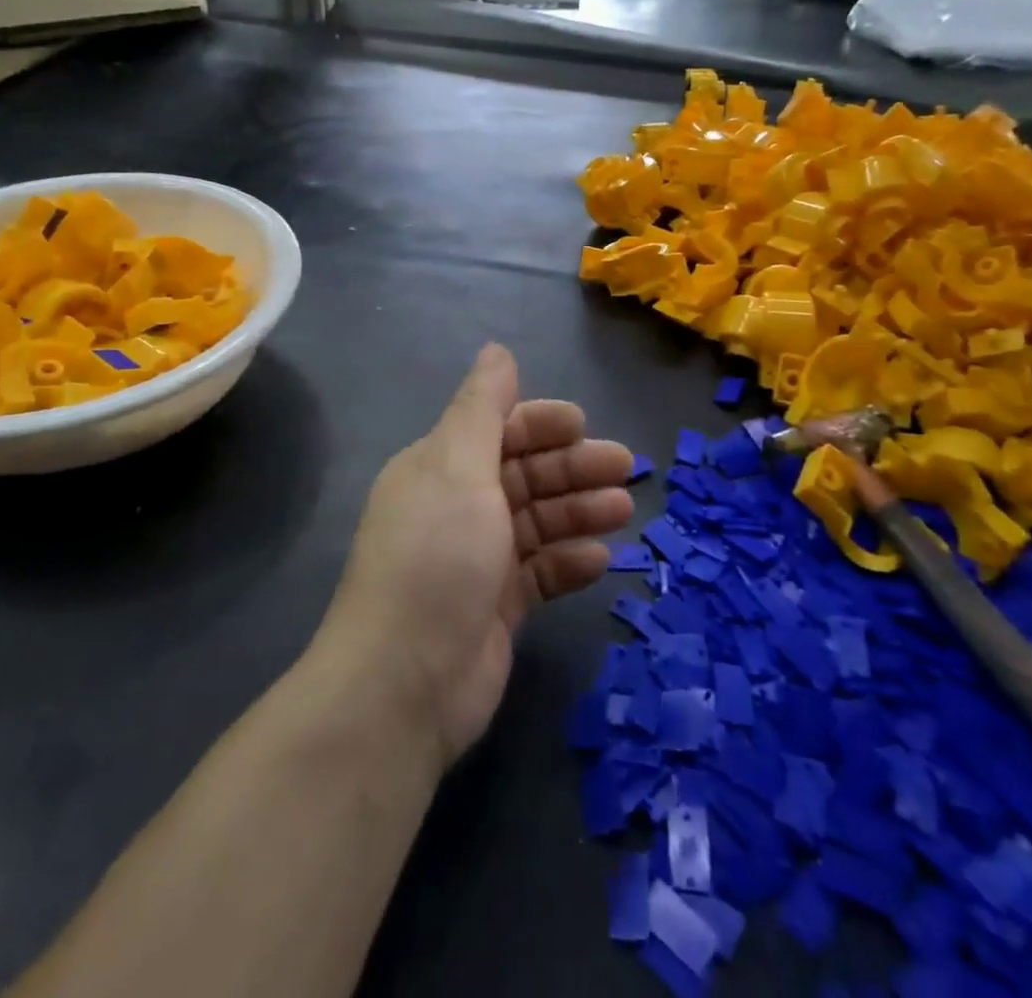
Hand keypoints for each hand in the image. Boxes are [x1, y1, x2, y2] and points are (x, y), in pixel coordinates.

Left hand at [316, 344, 634, 765]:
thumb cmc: (436, 557)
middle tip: (626, 469)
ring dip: (578, 512)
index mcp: (439, 467)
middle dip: (572, 467)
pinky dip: (568, 562)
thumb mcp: (457, 467)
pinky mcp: (496, 606)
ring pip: (537, 522)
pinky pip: (540, 572)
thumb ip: (481, 407)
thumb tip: (496, 349)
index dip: (540, 423)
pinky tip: (600, 562)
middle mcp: (456, 506)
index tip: (584, 425)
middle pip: (523, 474)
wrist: (405, 682)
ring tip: (622, 512)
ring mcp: (476, 559)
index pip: (496, 430)